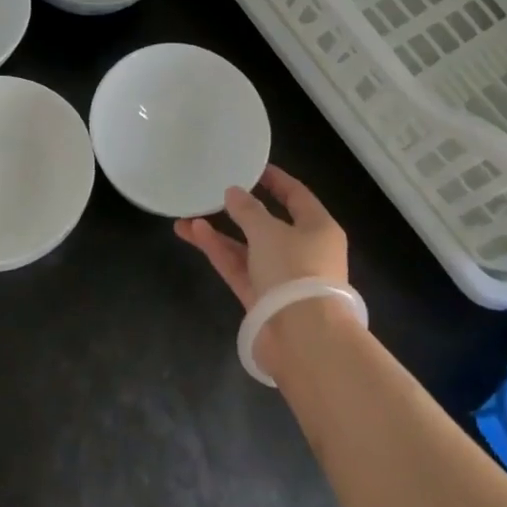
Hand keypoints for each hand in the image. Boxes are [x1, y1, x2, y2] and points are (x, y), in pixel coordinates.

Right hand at [175, 163, 348, 307]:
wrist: (302, 338)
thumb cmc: (295, 270)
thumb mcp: (268, 232)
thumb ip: (248, 210)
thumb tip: (233, 192)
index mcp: (319, 228)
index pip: (297, 196)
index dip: (276, 180)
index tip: (254, 167)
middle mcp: (304, 251)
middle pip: (269, 224)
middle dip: (240, 210)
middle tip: (216, 192)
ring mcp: (282, 278)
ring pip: (248, 248)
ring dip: (221, 233)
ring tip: (187, 215)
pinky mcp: (262, 300)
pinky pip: (239, 268)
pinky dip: (220, 252)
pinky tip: (194, 233)